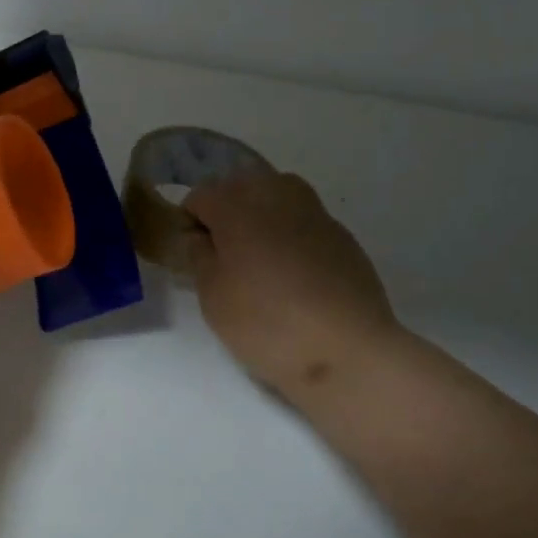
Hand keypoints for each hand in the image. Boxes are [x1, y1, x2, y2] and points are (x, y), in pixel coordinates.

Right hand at [184, 172, 400, 402]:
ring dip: (261, 213)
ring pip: (276, 193)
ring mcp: (314, 212)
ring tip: (258, 254)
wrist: (347, 351)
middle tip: (223, 252)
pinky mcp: (341, 233)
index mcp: (238, 208)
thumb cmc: (267, 324)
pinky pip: (304, 218)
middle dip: (226, 210)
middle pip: (240, 185)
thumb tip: (201, 236)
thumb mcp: (213, 297)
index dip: (190, 220)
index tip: (193, 252)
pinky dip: (290, 232)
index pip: (201, 195)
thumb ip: (199, 257)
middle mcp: (276, 197)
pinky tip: (293, 270)